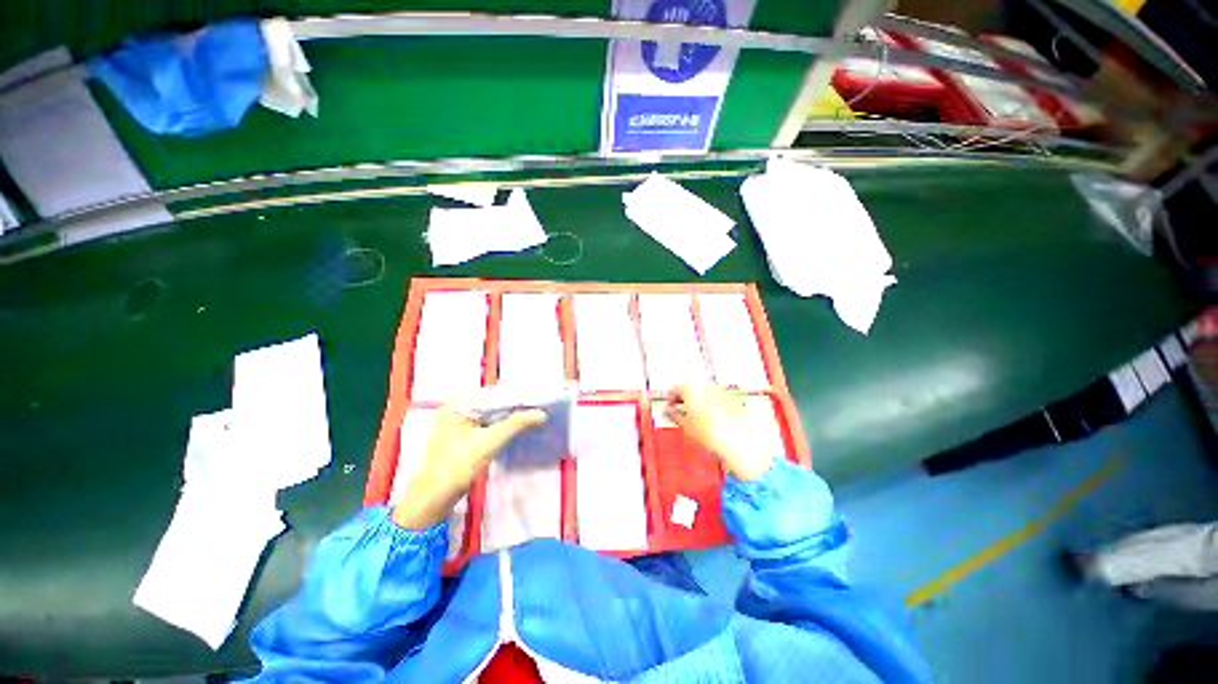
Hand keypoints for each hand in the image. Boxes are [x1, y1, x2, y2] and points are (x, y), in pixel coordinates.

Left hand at [393, 403, 546, 529]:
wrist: (433, 501)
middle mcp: (455, 413)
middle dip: (513, 410)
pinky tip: (516, 433)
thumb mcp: (490, 442)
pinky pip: (485, 429)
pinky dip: (500, 431)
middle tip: (537, 411)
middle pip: (491, 407)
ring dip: (508, 421)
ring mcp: (456, 428)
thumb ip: (517, 424)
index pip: (492, 395)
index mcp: (456, 407)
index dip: (515, 398)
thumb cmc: (457, 466)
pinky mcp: (461, 442)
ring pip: (490, 419)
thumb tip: (542, 413)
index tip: (536, 401)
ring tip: (531, 420)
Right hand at [665, 383, 774, 481]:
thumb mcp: (685, 425)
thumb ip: (674, 414)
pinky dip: (710, 404)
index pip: (674, 389)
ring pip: (703, 392)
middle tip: (681, 411)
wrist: (735, 442)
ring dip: (697, 401)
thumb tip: (669, 411)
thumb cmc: (709, 434)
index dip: (670, 399)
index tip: (670, 408)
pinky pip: (716, 398)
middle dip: (684, 399)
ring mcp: (719, 391)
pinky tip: (710, 418)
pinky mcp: (731, 398)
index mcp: (691, 389)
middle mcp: (705, 386)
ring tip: (696, 416)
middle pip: (690, 388)